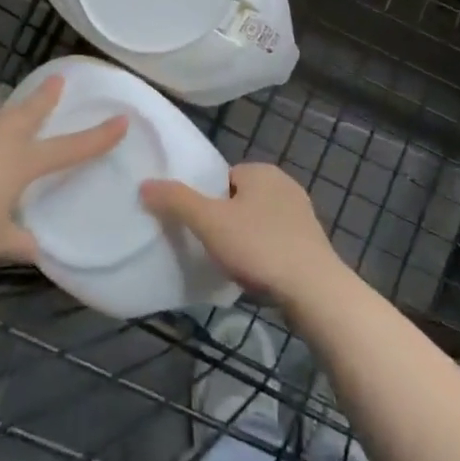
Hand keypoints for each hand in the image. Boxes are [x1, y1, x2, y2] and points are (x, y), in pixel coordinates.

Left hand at [0, 76, 127, 265]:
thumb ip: (19, 245)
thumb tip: (40, 253)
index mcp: (22, 162)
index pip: (69, 149)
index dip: (97, 137)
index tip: (121, 120)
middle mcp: (0, 142)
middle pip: (30, 114)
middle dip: (47, 98)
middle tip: (58, 78)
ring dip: (12, 115)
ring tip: (15, 115)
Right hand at [140, 163, 343, 304]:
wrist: (314, 290)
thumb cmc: (259, 247)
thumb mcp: (210, 222)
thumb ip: (176, 201)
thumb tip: (145, 184)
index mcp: (261, 170)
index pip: (222, 177)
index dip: (207, 201)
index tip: (199, 227)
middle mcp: (284, 184)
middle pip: (240, 199)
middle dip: (226, 221)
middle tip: (211, 248)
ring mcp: (302, 214)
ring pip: (259, 222)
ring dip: (246, 240)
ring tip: (232, 265)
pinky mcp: (311, 243)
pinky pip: (276, 242)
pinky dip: (264, 255)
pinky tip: (256, 275)